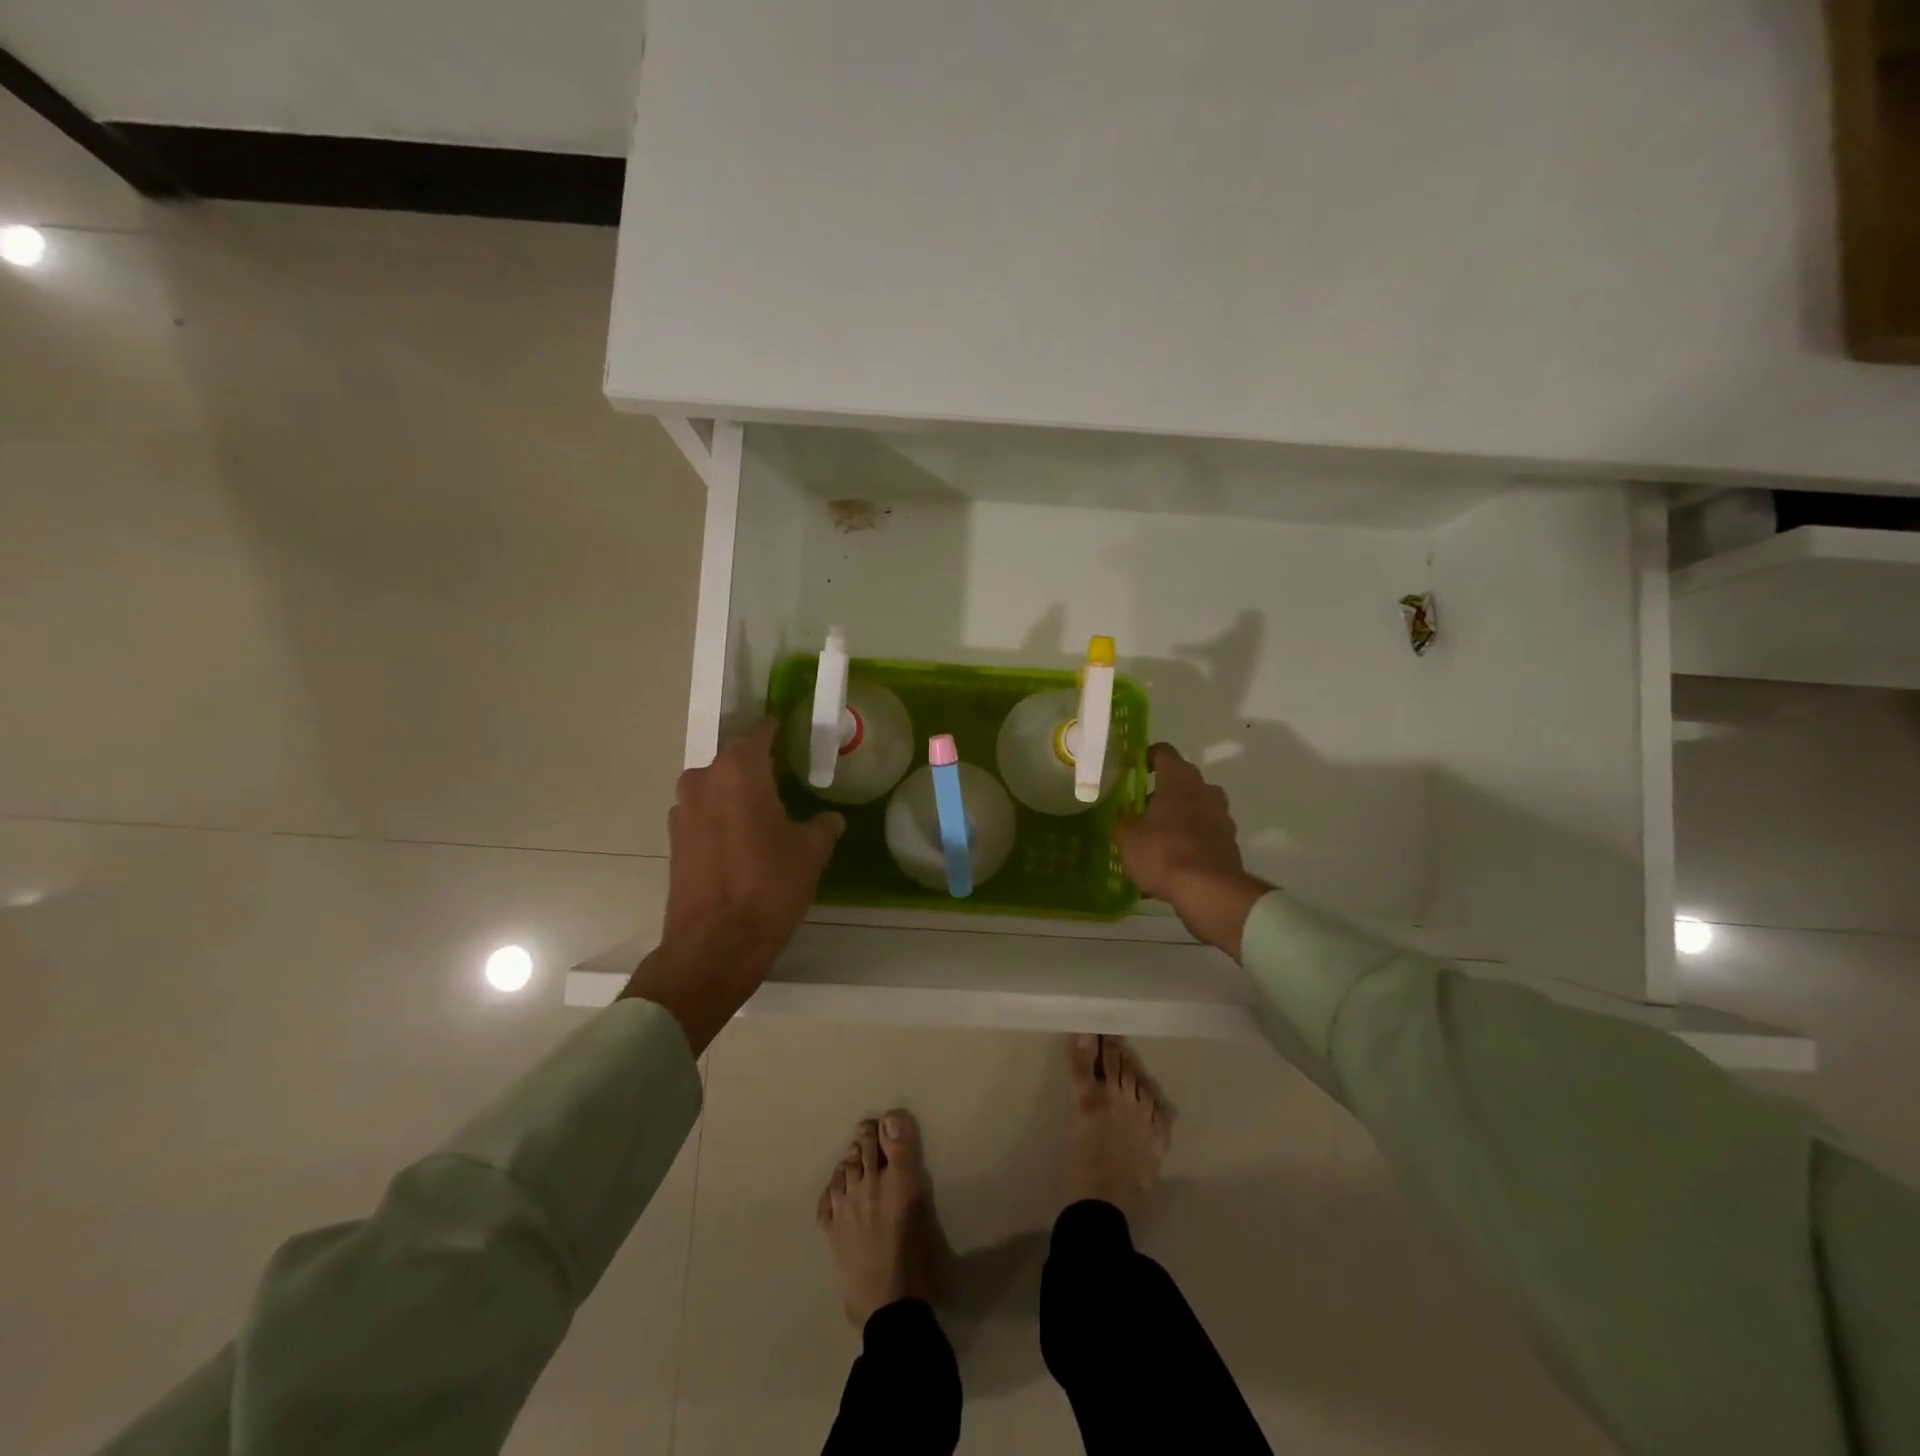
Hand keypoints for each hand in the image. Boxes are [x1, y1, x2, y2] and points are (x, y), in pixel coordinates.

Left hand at [622, 718, 844, 1048]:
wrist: (715, 945)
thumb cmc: (769, 887)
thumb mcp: (810, 852)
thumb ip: (821, 827)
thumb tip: (828, 820)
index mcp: (737, 772)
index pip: (758, 734)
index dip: (776, 730)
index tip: (792, 730)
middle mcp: (702, 781)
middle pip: (734, 761)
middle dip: (759, 766)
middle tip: (788, 776)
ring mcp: (682, 811)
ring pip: (716, 788)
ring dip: (738, 793)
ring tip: (768, 811)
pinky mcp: (674, 841)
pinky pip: (704, 814)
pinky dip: (724, 817)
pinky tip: (745, 839)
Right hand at [1115, 743, 1270, 961]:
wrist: (1209, 891)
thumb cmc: (1162, 853)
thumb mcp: (1127, 837)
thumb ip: (1123, 819)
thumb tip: (1125, 812)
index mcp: (1178, 779)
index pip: (1163, 752)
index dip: (1147, 757)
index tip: (1134, 770)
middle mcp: (1204, 790)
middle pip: (1181, 781)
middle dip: (1162, 792)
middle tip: (1140, 810)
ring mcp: (1221, 816)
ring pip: (1195, 807)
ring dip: (1178, 817)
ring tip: (1156, 839)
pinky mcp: (1229, 842)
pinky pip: (1204, 833)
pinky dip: (1190, 840)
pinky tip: (1173, 862)